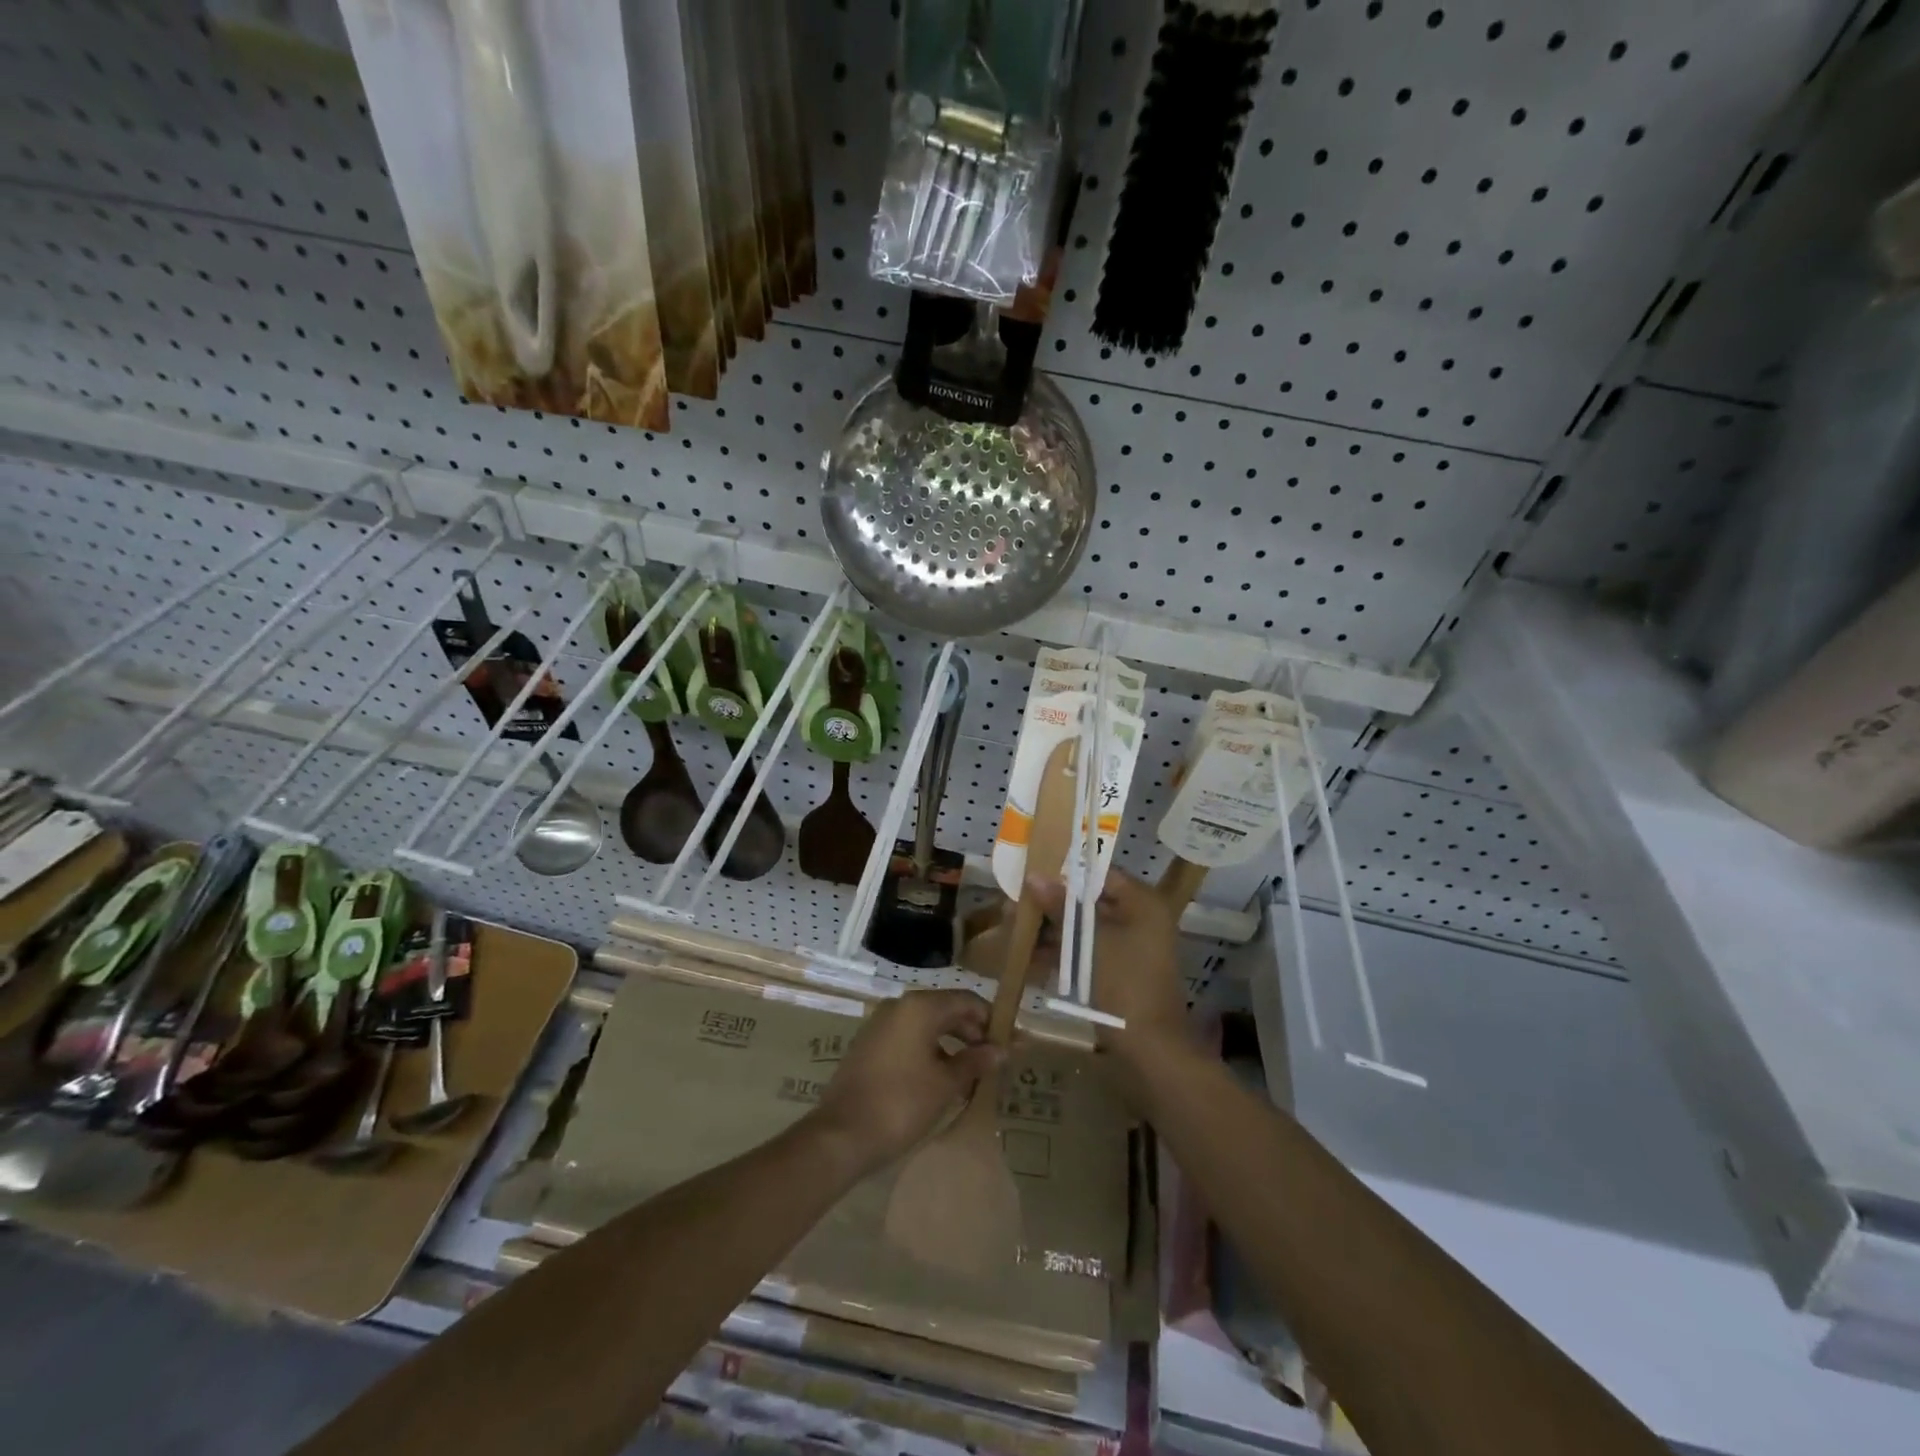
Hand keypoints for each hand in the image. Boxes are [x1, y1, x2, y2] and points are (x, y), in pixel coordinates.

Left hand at [809, 989, 1002, 1176]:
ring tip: (972, 1074)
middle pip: (947, 1010)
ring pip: (927, 1025)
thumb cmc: (901, 1104)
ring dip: (952, 1044)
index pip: (967, 1000)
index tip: (1010, 1043)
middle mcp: (899, 1006)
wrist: (841, 1135)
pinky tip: (942, 1079)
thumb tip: (1002, 1050)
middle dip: (973, 1033)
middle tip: (994, 1061)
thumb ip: (975, 1062)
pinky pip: (909, 1038)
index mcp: (919, 1007)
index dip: (991, 1020)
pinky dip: (930, 1051)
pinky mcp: (870, 1044)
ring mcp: (880, 1024)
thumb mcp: (946, 1085)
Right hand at [1028, 869, 1189, 1056]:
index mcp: (1142, 903)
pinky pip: (1085, 951)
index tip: (1031, 875)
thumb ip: (1061, 906)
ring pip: (1083, 928)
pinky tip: (1029, 955)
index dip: (1064, 874)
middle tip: (1017, 905)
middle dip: (1052, 904)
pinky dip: (1061, 952)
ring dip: (1052, 929)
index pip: (1099, 874)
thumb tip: (1034, 876)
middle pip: (1089, 900)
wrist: (1149, 1048)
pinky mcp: (1116, 971)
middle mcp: (1138, 919)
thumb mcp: (1088, 940)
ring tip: (1015, 929)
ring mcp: (1128, 947)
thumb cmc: (1123, 983)